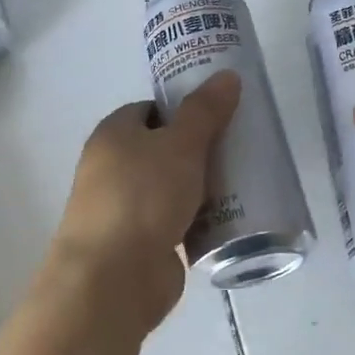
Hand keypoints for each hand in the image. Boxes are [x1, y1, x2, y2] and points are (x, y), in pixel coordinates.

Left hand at [48, 71, 241, 331]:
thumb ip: (205, 111)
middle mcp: (112, 167)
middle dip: (198, 149)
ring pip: (170, 186)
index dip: (183, 109)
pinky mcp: (139, 244)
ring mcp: (124, 208)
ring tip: (243, 181)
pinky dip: (197, 219)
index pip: (150, 109)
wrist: (113, 279)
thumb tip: (228, 75)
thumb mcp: (181, 145)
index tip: (219, 114)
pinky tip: (228, 219)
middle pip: (162, 148)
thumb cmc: (143, 197)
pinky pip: (175, 221)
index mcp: (113, 134)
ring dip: (200, 186)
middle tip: (238, 147)